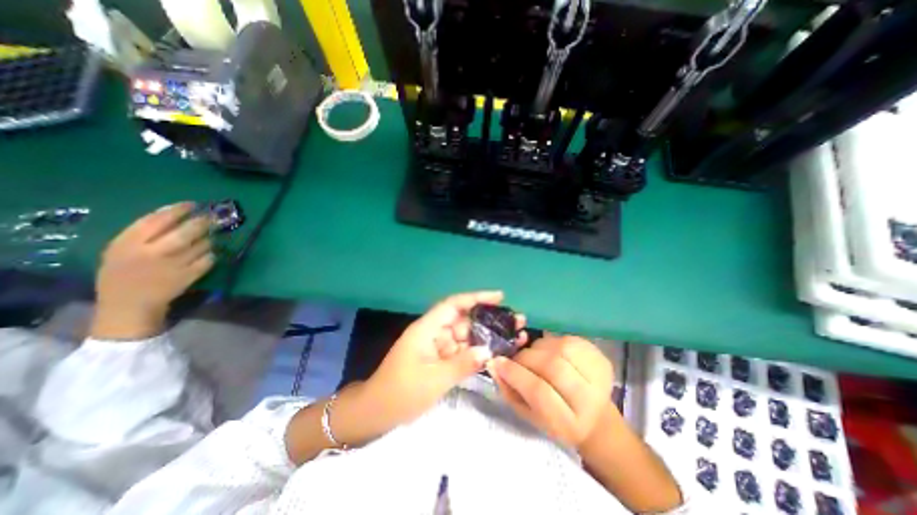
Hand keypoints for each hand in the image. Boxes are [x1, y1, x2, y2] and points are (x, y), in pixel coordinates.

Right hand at [90, 202, 214, 338]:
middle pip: (186, 231)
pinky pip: (209, 259)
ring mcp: (175, 265)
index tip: (192, 204)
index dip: (178, 210)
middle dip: (202, 222)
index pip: (157, 220)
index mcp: (128, 243)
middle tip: (211, 217)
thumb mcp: (120, 249)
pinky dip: (210, 255)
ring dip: (208, 239)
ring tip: (206, 238)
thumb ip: (143, 232)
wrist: (130, 304)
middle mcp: (153, 252)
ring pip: (202, 245)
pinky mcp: (190, 275)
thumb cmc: (123, 273)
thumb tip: (173, 212)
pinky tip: (206, 254)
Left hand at [363, 292, 525, 427]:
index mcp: (427, 328)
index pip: (454, 305)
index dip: (476, 297)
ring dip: (486, 337)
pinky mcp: (440, 359)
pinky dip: (477, 352)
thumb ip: (462, 364)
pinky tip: (496, 353)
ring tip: (513, 337)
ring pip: (466, 336)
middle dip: (489, 320)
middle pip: (465, 320)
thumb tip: (488, 351)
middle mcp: (434, 332)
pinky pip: (462, 351)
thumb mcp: (433, 379)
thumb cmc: (401, 392)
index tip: (499, 296)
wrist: (376, 413)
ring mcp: (438, 346)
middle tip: (516, 321)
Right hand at [487, 335, 614, 448]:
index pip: (540, 392)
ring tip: (534, 355)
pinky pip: (569, 339)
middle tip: (516, 358)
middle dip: (526, 358)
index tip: (498, 362)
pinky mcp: (601, 358)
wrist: (593, 416)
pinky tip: (549, 350)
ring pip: (561, 348)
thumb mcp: (527, 413)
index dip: (516, 374)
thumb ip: (509, 389)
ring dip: (539, 347)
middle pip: (552, 366)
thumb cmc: (554, 418)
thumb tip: (493, 363)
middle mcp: (590, 401)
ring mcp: (599, 376)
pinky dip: (552, 341)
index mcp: (569, 424)